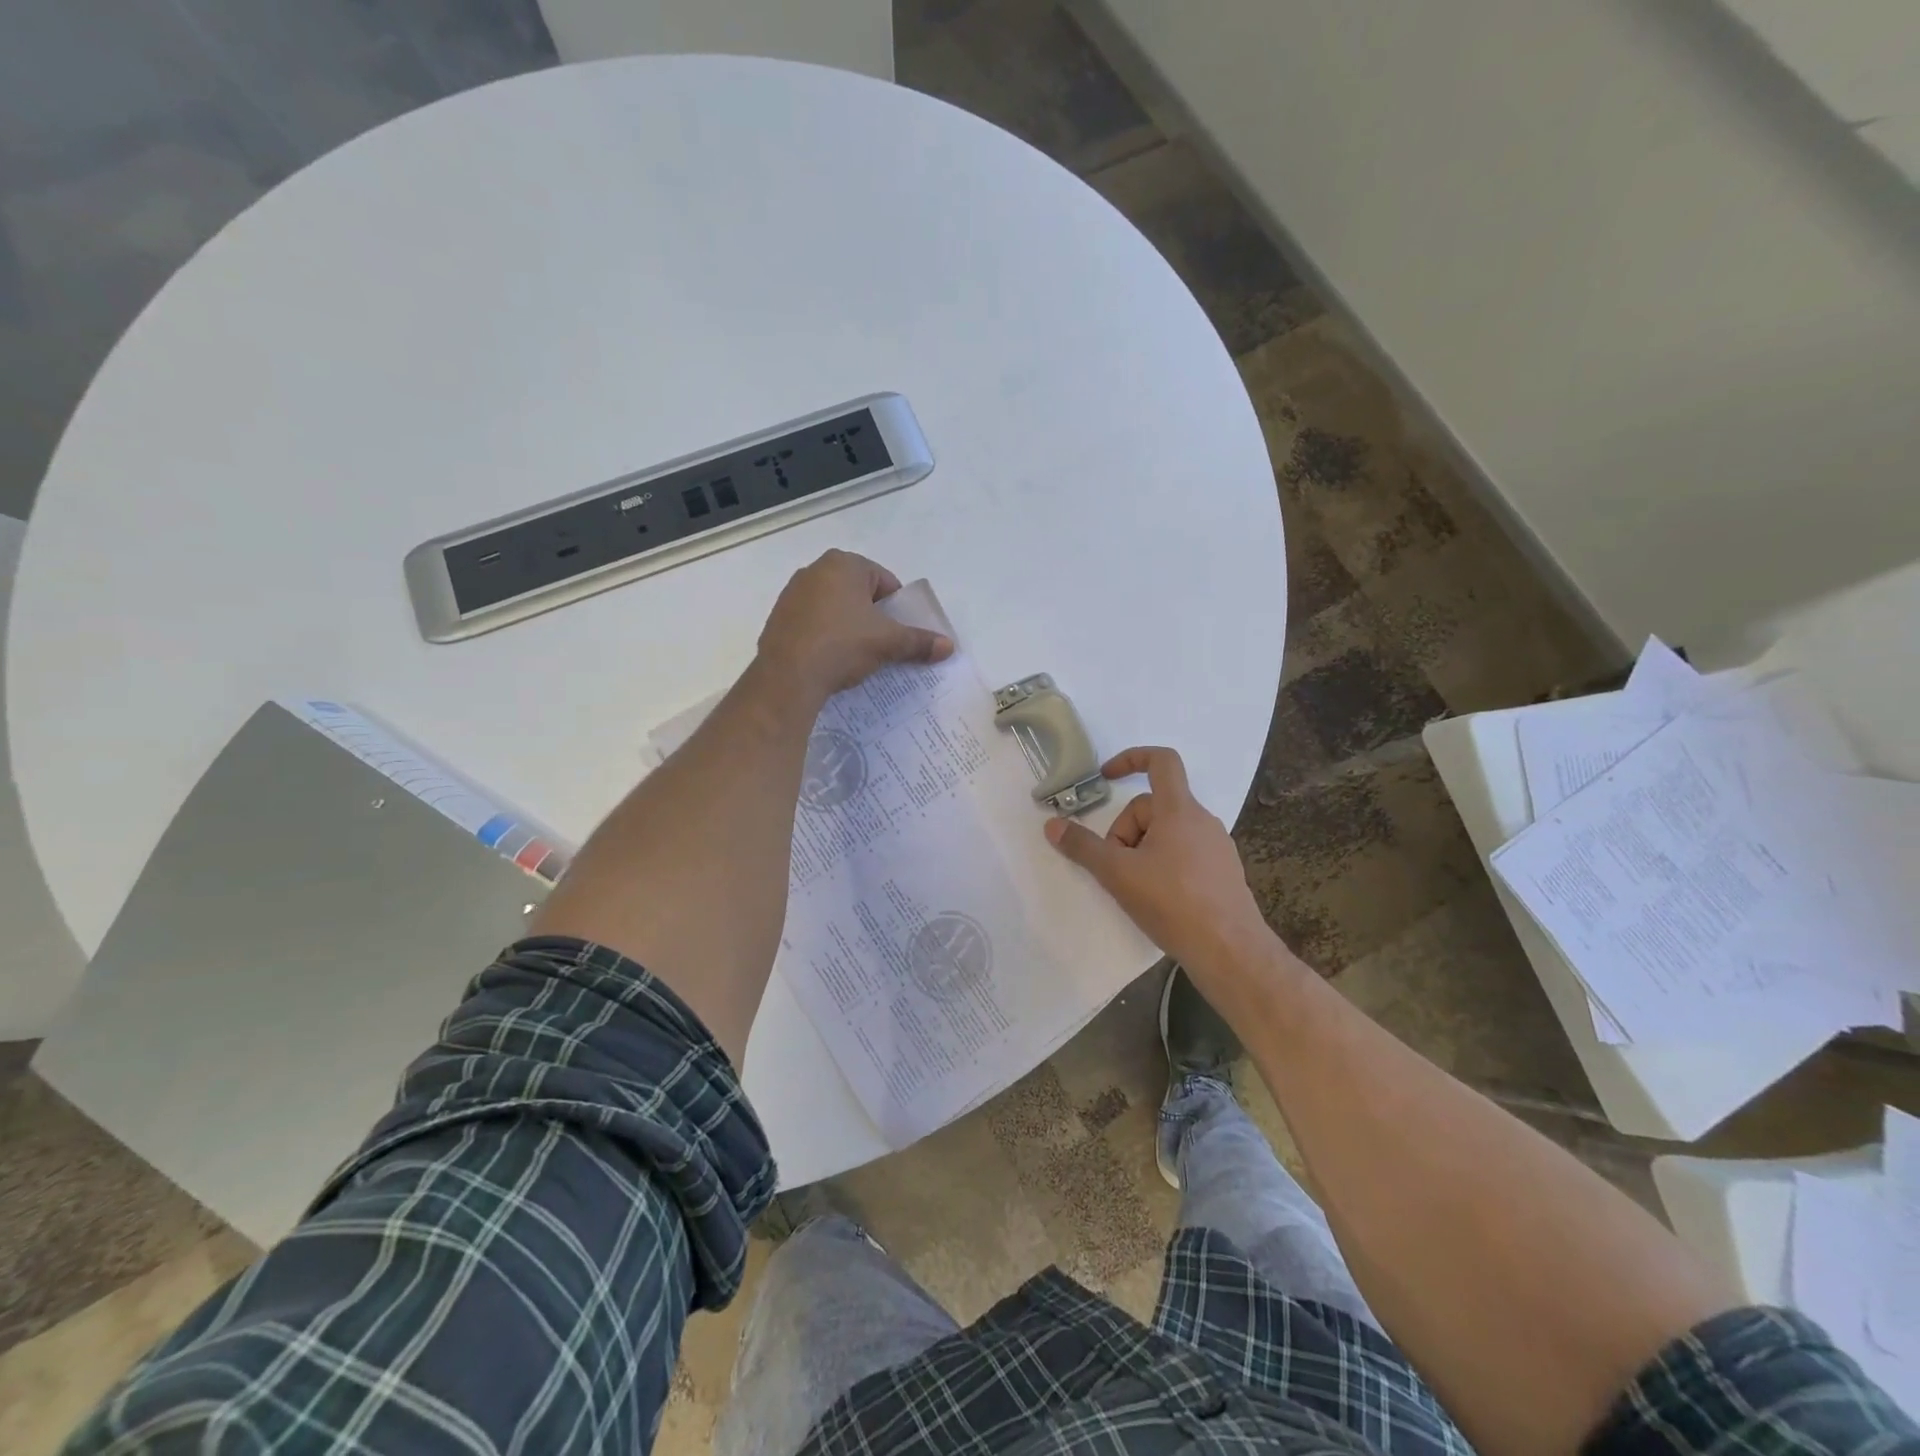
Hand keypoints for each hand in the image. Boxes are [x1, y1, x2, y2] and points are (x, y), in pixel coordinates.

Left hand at [757, 550, 953, 704]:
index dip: (896, 608)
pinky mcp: (778, 618)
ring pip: (834, 608)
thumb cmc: (843, 645)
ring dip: (848, 627)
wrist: (788, 676)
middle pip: (858, 593)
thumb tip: (949, 647)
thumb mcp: (887, 643)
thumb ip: (919, 641)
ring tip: (857, 656)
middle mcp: (814, 570)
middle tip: (882, 645)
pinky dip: (825, 637)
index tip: (899, 633)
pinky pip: (812, 624)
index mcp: (844, 564)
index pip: (884, 581)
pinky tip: (831, 660)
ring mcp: (792, 594)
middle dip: (872, 617)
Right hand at [1045, 746, 1278, 985]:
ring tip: (1135, 886)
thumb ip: (1083, 847)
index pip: (1161, 761)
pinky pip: (1185, 853)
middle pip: (1153, 807)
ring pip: (1168, 833)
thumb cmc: (1173, 902)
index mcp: (1179, 810)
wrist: (1230, 951)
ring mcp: (1217, 847)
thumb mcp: (1117, 874)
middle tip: (1115, 867)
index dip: (1131, 759)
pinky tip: (1158, 899)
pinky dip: (1163, 865)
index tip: (1106, 776)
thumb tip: (1052, 825)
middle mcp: (1203, 821)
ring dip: (1143, 850)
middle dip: (1126, 831)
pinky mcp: (1223, 873)